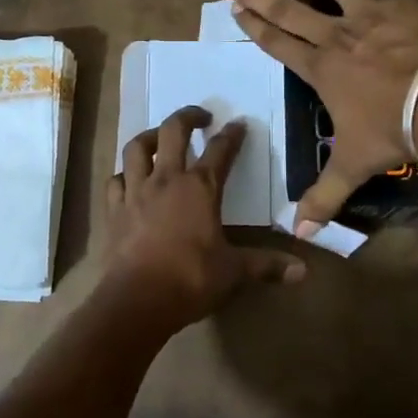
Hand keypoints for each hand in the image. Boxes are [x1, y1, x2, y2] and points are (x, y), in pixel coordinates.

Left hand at [102, 106, 304, 332]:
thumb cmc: (191, 279)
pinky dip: (124, 175)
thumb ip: (267, 266)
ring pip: (137, 148)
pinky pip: (115, 180)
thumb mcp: (234, 272)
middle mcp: (166, 180)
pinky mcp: (114, 210)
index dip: (232, 135)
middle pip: (173, 132)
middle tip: (200, 117)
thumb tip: (303, 271)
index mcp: (200, 188)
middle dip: (188, 117)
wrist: (137, 300)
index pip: (220, 150)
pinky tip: (129, 179)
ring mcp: (136, 191)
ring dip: (149, 137)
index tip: (239, 124)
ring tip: (159, 138)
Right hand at [231, 0, 417, 230]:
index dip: (253, 25)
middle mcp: (338, 34)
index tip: (235, 6)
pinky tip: (393, 9)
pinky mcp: (405, 4)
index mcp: (320, 67)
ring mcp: (371, 14)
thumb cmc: (391, 130)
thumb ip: (324, 196)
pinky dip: (385, 0)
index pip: (276, 42)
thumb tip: (300, 233)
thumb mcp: (354, 166)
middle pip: (289, 8)